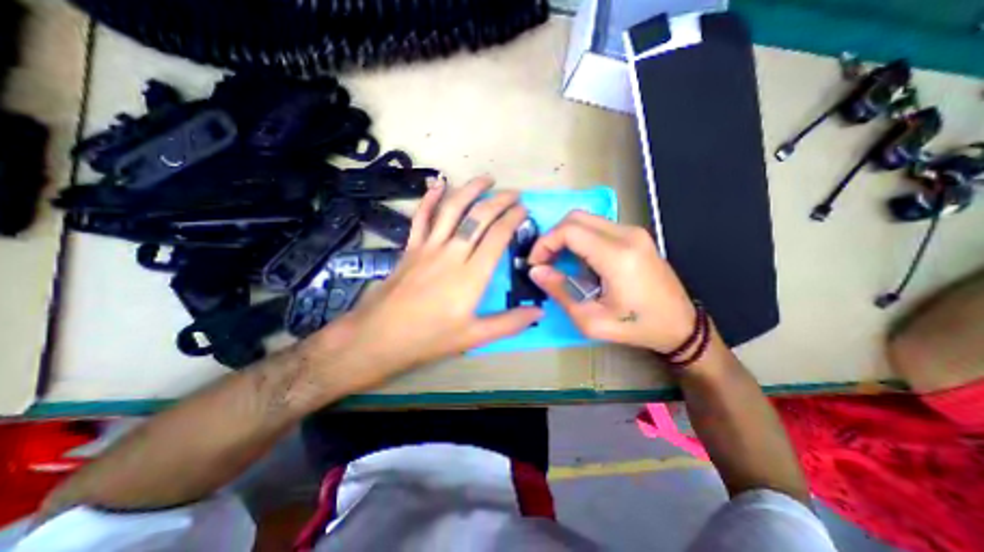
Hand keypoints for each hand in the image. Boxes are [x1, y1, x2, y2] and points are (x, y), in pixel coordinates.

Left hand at [303, 175, 541, 389]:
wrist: (379, 336)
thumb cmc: (429, 338)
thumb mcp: (474, 337)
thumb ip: (508, 323)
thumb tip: (539, 311)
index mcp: (472, 275)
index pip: (498, 236)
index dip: (513, 219)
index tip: (523, 210)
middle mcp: (452, 253)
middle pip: (479, 217)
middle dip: (499, 201)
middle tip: (514, 193)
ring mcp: (429, 247)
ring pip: (452, 209)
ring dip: (470, 190)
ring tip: (486, 179)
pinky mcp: (411, 247)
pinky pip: (421, 217)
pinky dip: (430, 199)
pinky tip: (437, 184)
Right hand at [527, 212, 694, 353]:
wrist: (680, 325)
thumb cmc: (636, 326)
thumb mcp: (591, 320)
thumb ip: (560, 291)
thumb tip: (536, 271)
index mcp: (617, 256)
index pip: (569, 230)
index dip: (545, 243)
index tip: (536, 263)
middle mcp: (627, 235)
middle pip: (575, 217)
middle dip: (552, 237)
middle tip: (544, 261)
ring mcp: (634, 232)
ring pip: (586, 219)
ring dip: (565, 237)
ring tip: (558, 262)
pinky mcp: (635, 235)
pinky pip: (598, 226)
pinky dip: (580, 238)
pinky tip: (579, 260)